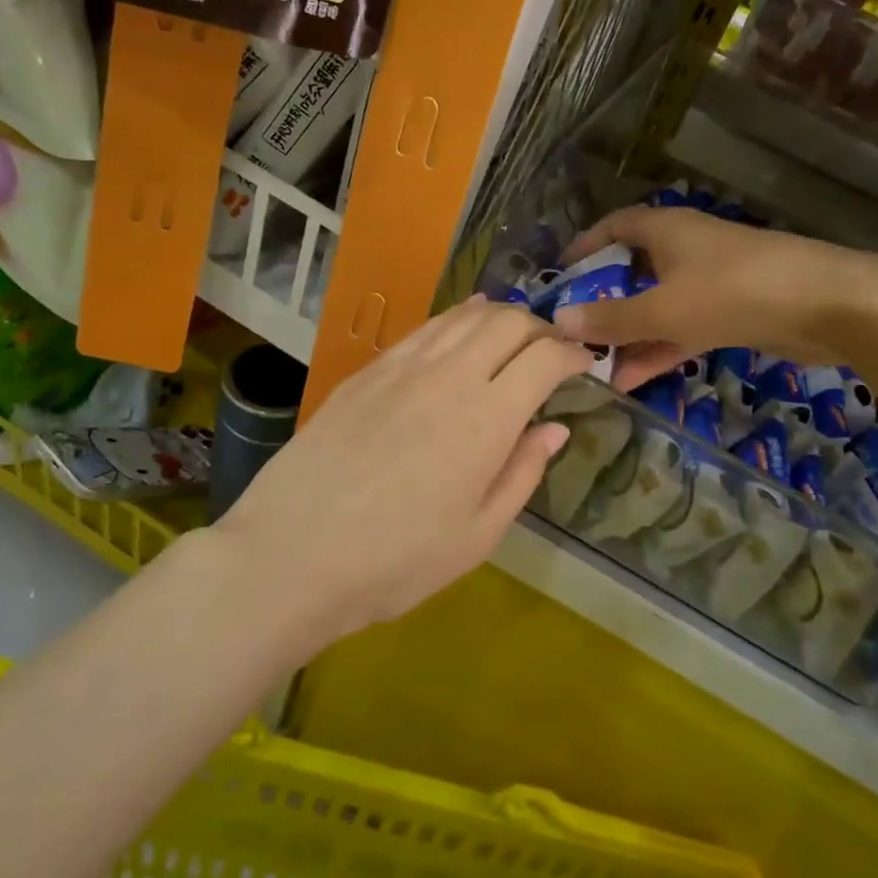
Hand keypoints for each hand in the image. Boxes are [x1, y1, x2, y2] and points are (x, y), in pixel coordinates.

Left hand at [214, 297, 592, 641]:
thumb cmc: (395, 562)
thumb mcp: (477, 536)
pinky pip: (425, 328)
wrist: (291, 555)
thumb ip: (522, 473)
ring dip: (500, 317)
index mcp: (486, 419)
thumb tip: (555, 428)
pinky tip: (461, 329)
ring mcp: (403, 367)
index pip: (545, 357)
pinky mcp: (368, 371)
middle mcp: (449, 376)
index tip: (585, 364)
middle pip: (508, 322)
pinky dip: (456, 319)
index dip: (573, 354)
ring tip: (514, 336)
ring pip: (465, 315)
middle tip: (552, 352)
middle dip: (541, 328)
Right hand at [553, 206, 877, 386]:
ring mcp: (711, 282)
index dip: (585, 246)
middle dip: (603, 302)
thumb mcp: (664, 308)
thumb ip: (612, 318)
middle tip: (571, 333)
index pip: (614, 227)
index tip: (559, 275)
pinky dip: (659, 348)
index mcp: (666, 230)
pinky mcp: (733, 312)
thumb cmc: (734, 292)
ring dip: (629, 335)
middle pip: (632, 271)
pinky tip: (633, 379)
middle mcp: (685, 249)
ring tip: (593, 368)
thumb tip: (558, 321)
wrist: (829, 306)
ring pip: (658, 306)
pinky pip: (683, 328)